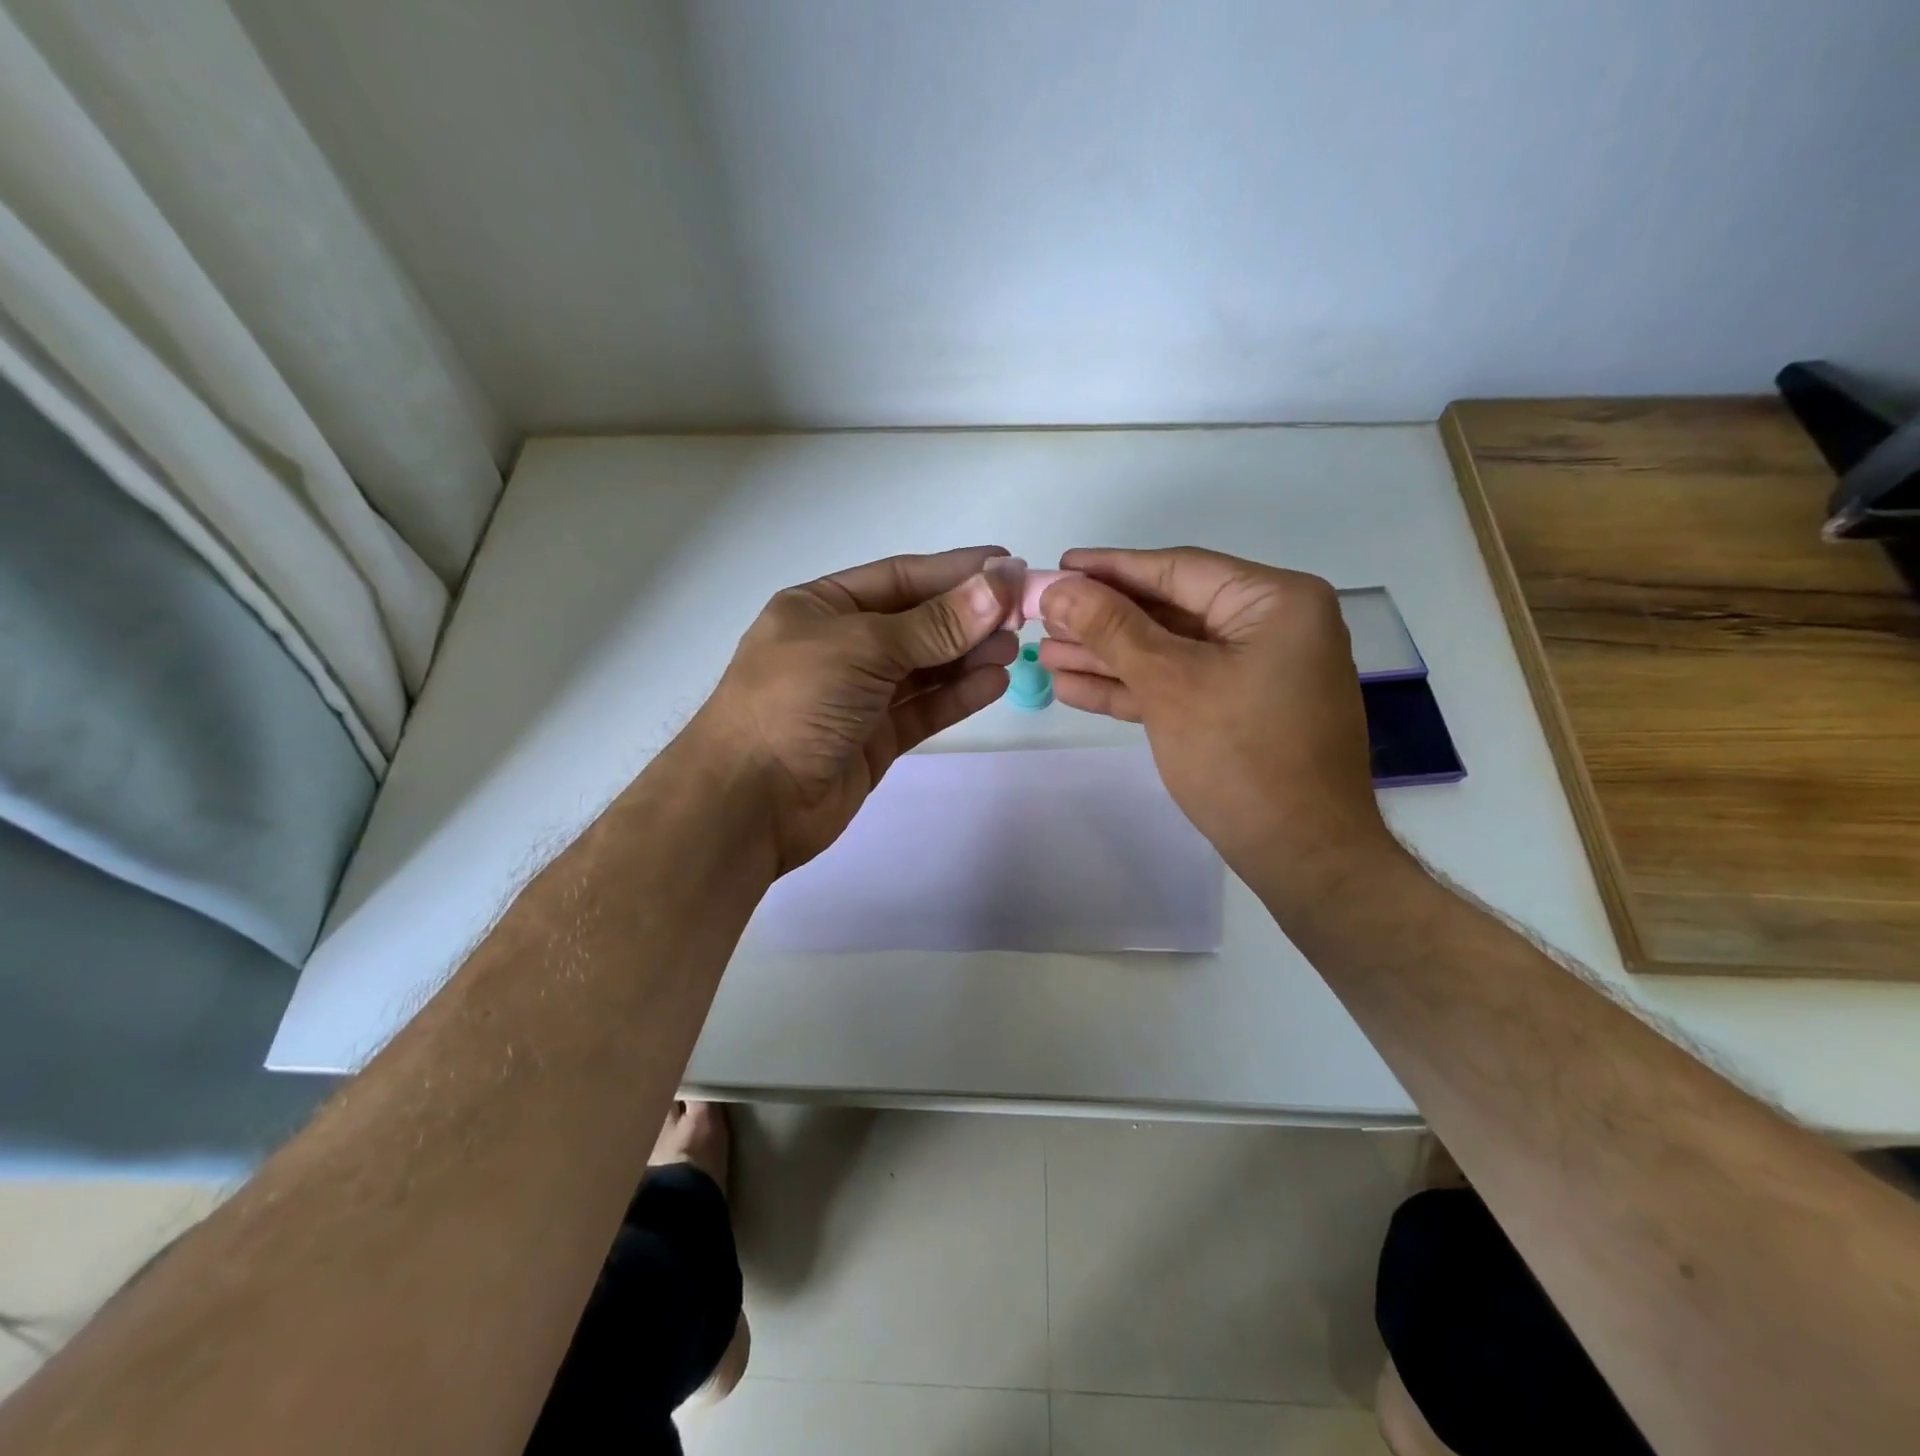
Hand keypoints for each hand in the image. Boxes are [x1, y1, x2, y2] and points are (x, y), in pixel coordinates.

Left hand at [691, 546, 1016, 873]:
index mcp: (821, 607)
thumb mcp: (864, 648)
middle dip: (967, 616)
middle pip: (916, 622)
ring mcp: (857, 696)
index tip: (1009, 566)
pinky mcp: (873, 739)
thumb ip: (935, 623)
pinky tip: (993, 683)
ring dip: (968, 655)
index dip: (955, 571)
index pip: (899, 578)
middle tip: (1021, 614)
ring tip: (1015, 648)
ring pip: (924, 667)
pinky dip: (957, 695)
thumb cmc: (795, 703)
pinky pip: (922, 708)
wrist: (749, 803)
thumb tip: (999, 585)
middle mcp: (839, 646)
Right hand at [1037, 547, 1405, 907]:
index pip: (1177, 571)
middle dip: (1101, 620)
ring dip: (1107, 656)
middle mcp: (1270, 627)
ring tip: (1045, 653)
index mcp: (1275, 602)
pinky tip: (1074, 686)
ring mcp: (1255, 672)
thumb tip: (1059, 588)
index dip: (1110, 569)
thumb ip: (1113, 629)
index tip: (1058, 566)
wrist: (1302, 856)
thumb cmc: (1242, 756)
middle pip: (1169, 611)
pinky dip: (1131, 688)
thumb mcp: (1170, 683)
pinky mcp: (1239, 711)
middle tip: (1042, 616)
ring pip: (1168, 652)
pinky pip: (1179, 686)